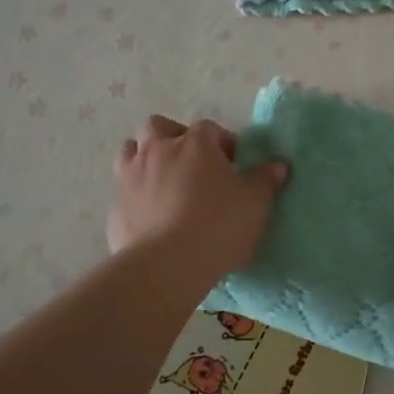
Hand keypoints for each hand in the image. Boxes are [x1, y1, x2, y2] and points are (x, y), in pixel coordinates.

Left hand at [109, 115, 287, 288]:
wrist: (166, 266)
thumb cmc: (218, 225)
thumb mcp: (256, 203)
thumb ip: (266, 179)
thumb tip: (278, 164)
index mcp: (195, 143)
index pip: (209, 128)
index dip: (222, 143)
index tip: (233, 165)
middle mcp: (158, 150)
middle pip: (159, 127)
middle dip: (174, 137)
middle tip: (192, 164)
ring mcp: (130, 177)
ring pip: (131, 151)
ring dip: (146, 159)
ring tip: (165, 183)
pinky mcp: (115, 207)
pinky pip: (124, 189)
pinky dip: (136, 195)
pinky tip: (151, 216)